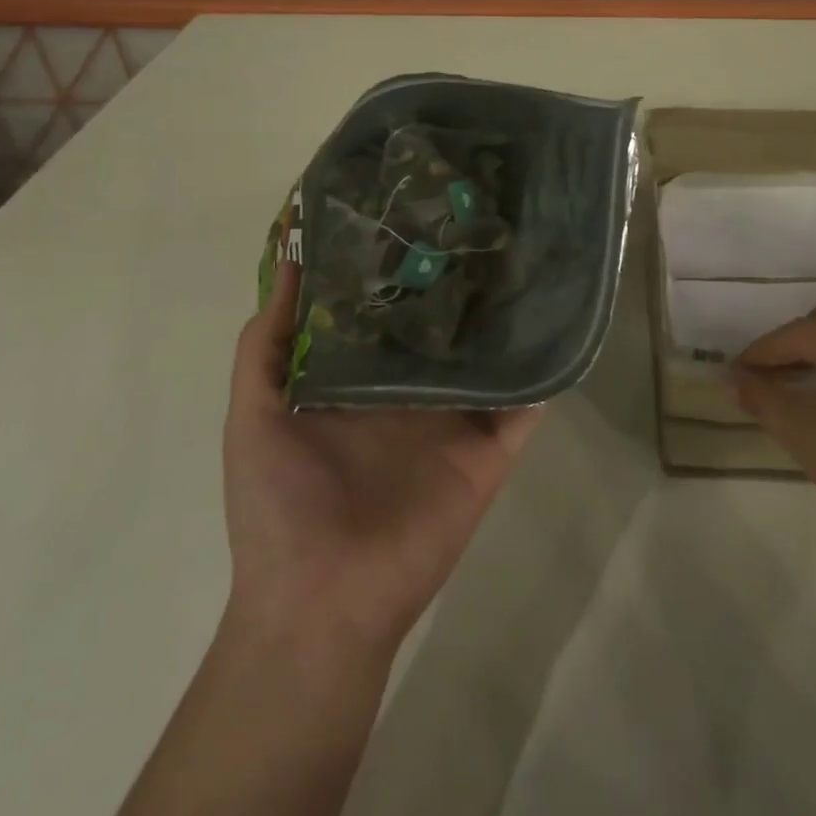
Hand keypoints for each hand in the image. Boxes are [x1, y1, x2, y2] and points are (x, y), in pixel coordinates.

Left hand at [223, 260, 540, 659]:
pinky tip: (560, 323)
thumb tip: (288, 260)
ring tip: (530, 254)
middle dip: (462, 282)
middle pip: (446, 327)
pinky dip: (545, 372)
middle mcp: (414, 391)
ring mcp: (456, 420)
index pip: (389, 311)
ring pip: (490, 357)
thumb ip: (267, 342)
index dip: (402, 268)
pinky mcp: (490, 450)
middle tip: (485, 221)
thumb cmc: (278, 503)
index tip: (419, 214)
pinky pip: (525, 405)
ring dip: (509, 318)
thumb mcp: (254, 412)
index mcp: (362, 380)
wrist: (321, 601)